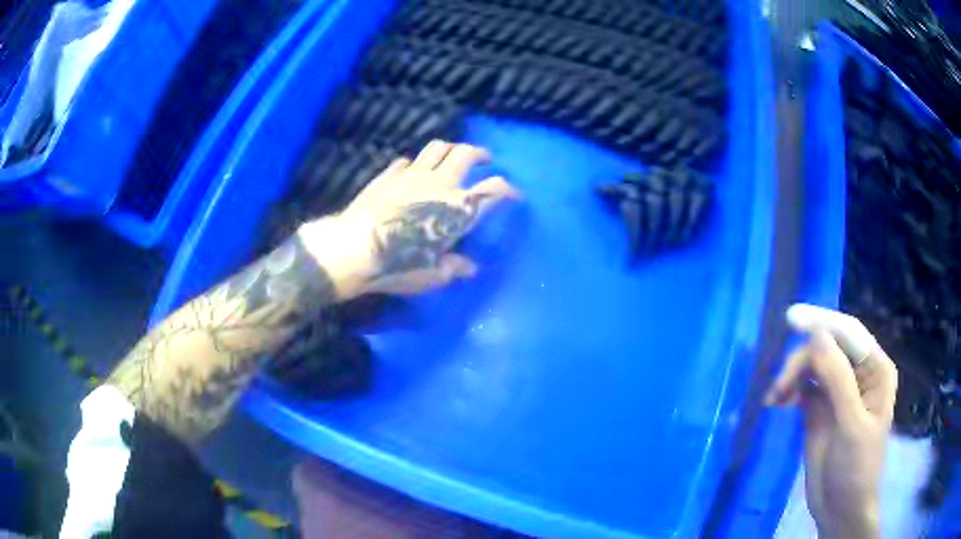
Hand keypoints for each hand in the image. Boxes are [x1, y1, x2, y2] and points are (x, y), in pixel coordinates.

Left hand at [298, 140, 519, 299]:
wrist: (354, 248)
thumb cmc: (398, 265)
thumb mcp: (432, 275)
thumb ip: (453, 268)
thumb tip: (470, 268)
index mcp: (457, 208)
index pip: (493, 190)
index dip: (508, 189)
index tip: (514, 194)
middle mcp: (440, 183)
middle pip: (466, 153)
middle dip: (479, 153)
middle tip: (484, 159)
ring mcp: (412, 175)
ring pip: (437, 147)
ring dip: (450, 148)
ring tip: (452, 156)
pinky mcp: (388, 174)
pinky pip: (406, 161)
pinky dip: (415, 164)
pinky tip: (411, 173)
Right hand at [766, 304, 897, 538]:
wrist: (840, 509)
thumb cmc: (856, 467)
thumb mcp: (851, 424)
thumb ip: (837, 379)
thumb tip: (816, 335)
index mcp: (875, 370)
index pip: (849, 333)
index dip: (822, 322)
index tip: (791, 319)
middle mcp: (858, 374)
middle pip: (827, 348)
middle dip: (802, 361)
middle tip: (778, 387)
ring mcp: (838, 392)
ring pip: (812, 367)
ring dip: (792, 377)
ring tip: (774, 398)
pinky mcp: (819, 410)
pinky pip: (802, 388)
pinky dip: (788, 391)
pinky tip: (777, 403)